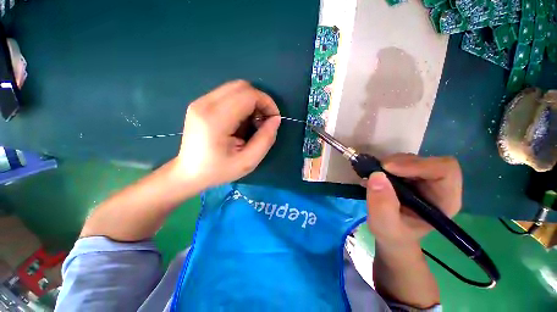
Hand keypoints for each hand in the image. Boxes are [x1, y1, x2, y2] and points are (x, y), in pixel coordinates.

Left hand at [172, 80, 280, 188]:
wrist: (189, 173)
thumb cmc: (219, 170)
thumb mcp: (248, 161)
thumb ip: (265, 139)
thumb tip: (275, 119)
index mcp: (216, 119)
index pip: (248, 95)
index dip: (267, 103)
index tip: (273, 119)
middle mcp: (205, 104)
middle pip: (242, 86)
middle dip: (260, 101)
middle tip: (264, 120)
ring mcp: (200, 101)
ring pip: (235, 88)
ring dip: (251, 102)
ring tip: (253, 122)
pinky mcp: (200, 104)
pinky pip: (227, 94)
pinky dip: (241, 104)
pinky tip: (241, 121)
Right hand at [365, 154, 461, 246]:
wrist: (392, 234)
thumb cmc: (393, 234)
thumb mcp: (384, 226)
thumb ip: (382, 205)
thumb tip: (376, 175)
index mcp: (444, 200)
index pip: (445, 171)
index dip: (418, 165)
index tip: (388, 168)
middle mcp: (439, 186)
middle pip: (427, 161)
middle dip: (399, 163)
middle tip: (377, 171)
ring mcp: (424, 179)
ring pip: (411, 159)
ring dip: (390, 163)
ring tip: (373, 177)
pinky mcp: (410, 175)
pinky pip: (400, 161)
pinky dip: (385, 165)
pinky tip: (375, 176)